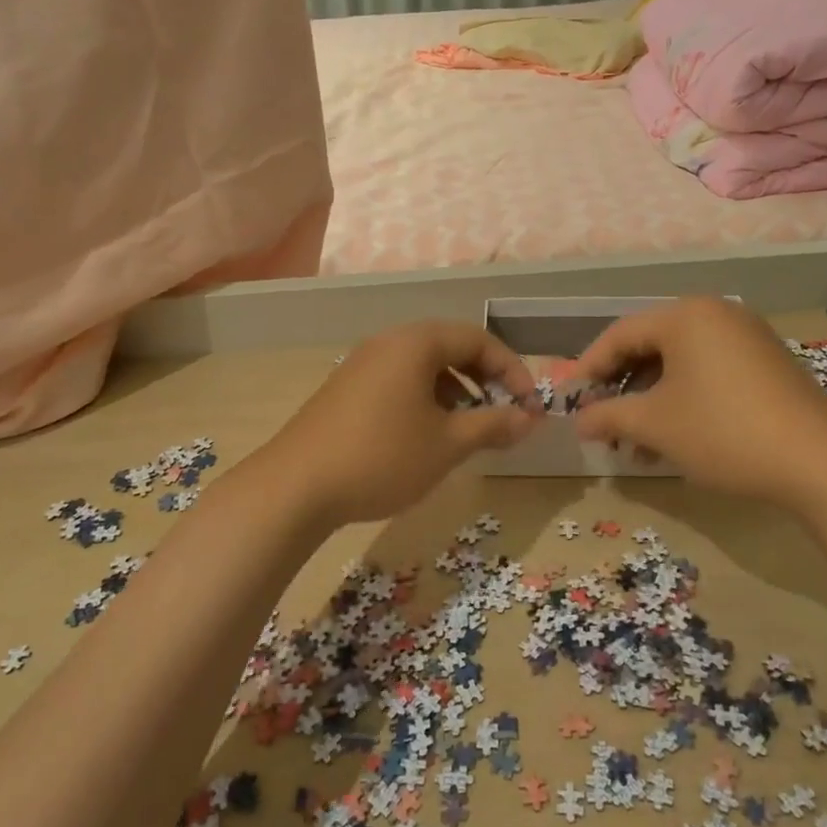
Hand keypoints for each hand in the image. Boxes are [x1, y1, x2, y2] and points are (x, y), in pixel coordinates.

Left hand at [260, 322, 541, 528]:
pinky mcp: (346, 388)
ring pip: (424, 366)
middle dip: (485, 379)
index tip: (530, 407)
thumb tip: (529, 418)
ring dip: (456, 390)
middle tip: (503, 414)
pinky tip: (427, 434)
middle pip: (451, 347)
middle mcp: (388, 342)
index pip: (479, 339)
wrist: (296, 486)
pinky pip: (399, 380)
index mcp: (416, 343)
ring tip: (468, 428)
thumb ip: (492, 425)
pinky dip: (425, 398)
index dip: (513, 371)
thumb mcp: (447, 444)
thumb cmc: (382, 457)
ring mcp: (362, 364)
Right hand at [569, 297, 826, 504]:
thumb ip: (608, 416)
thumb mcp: (656, 424)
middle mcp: (716, 315)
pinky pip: (708, 373)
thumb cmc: (723, 431)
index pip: (620, 334)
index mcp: (686, 316)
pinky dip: (683, 400)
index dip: (590, 367)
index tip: (572, 400)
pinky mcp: (765, 364)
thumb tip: (578, 422)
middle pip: (650, 347)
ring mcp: (746, 338)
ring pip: (679, 364)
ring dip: (651, 401)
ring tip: (635, 445)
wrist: (820, 462)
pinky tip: (673, 439)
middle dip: (622, 389)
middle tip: (603, 423)